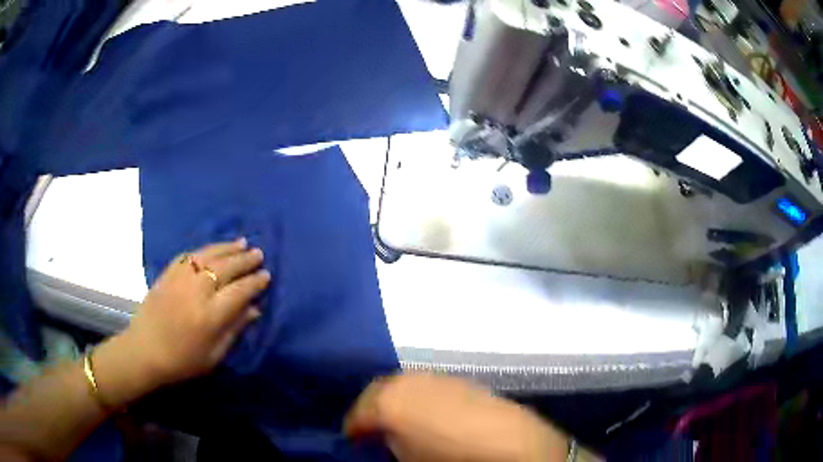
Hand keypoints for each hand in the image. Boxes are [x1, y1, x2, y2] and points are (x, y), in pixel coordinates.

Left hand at [92, 238, 270, 406]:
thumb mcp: (214, 355)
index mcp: (210, 315)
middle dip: (244, 260)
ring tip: (241, 243)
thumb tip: (254, 309)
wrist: (144, 351)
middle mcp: (196, 291)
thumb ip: (234, 329)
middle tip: (258, 254)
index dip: (255, 282)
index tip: (266, 275)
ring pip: (208, 256)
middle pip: (226, 268)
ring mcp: (180, 279)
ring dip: (227, 248)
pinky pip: (188, 256)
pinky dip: (203, 250)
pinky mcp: (167, 274)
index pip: (239, 291)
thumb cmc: (182, 361)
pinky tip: (212, 250)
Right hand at [345, 374, 568, 461]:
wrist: (508, 444)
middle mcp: (407, 381)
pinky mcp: (459, 379)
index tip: (353, 439)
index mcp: (387, 402)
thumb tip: (385, 437)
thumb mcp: (406, 457)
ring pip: (403, 383)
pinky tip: (431, 413)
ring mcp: (435, 377)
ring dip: (397, 399)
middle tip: (372, 427)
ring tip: (402, 419)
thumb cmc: (448, 458)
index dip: (353, 427)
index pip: (358, 413)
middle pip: (377, 390)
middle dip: (371, 408)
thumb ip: (389, 442)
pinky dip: (421, 396)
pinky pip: (428, 385)